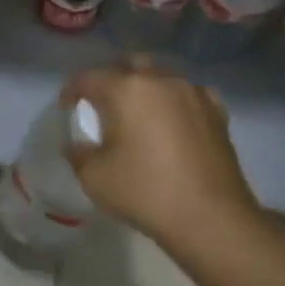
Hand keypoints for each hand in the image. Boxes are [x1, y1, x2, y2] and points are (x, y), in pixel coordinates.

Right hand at [64, 58, 277, 258]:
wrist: (212, 219)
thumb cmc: (146, 192)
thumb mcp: (94, 177)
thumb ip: (78, 154)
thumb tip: (76, 145)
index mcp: (125, 88)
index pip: (87, 78)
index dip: (71, 91)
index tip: (67, 109)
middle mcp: (159, 80)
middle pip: (127, 66)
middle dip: (111, 80)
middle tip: (104, 106)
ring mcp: (192, 93)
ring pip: (161, 76)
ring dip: (145, 88)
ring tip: (140, 114)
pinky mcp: (216, 112)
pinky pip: (189, 94)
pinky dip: (176, 101)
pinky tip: (175, 121)